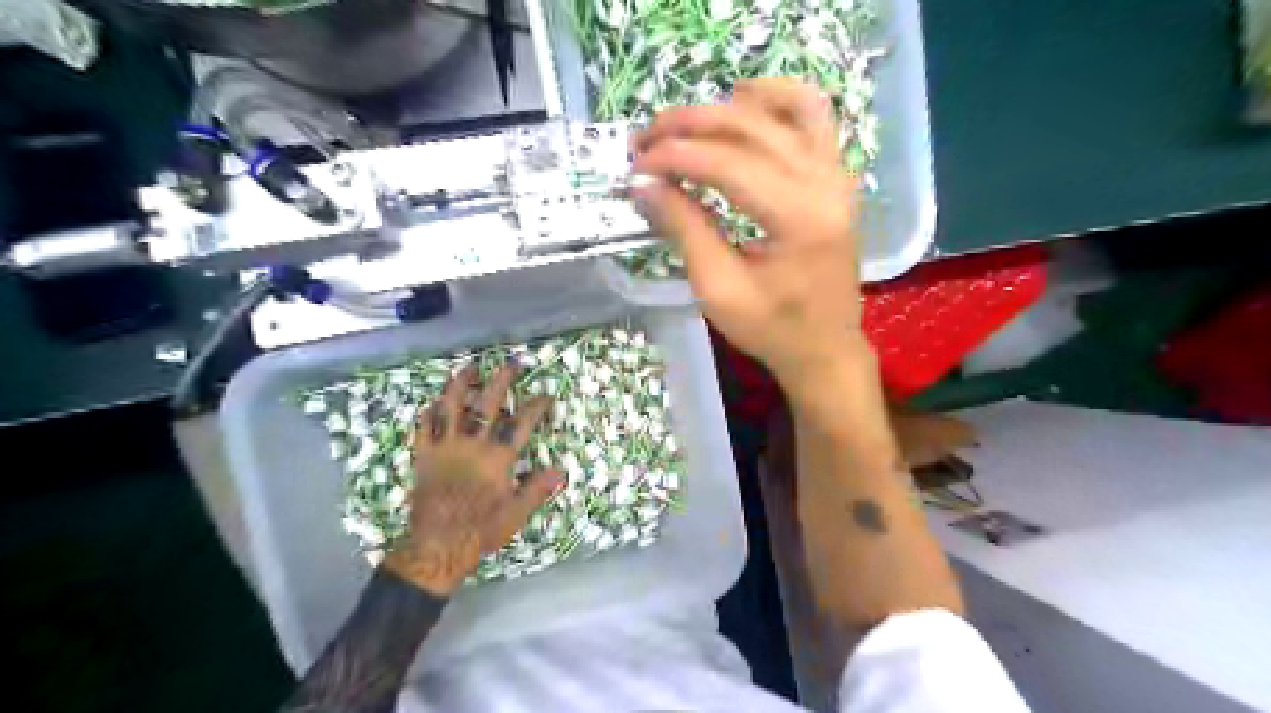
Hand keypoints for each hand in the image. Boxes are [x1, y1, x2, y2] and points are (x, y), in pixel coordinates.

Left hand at [381, 362, 560, 595]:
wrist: (437, 547)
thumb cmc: (480, 530)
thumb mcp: (516, 514)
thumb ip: (537, 489)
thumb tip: (559, 470)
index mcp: (497, 459)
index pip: (521, 424)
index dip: (535, 406)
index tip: (545, 396)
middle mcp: (472, 446)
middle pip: (488, 404)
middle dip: (502, 379)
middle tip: (512, 362)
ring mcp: (445, 448)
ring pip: (451, 407)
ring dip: (461, 383)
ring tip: (470, 367)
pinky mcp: (424, 456)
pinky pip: (424, 427)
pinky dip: (429, 411)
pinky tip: (434, 401)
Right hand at [632, 76, 869, 385]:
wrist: (825, 349)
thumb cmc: (772, 330)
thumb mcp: (718, 289)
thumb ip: (684, 229)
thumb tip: (643, 185)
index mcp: (800, 218)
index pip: (728, 164)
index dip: (675, 156)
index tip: (635, 164)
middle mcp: (827, 183)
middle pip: (752, 127)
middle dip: (690, 125)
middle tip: (645, 138)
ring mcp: (839, 174)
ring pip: (787, 108)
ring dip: (730, 105)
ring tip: (686, 122)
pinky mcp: (837, 177)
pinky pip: (813, 117)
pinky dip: (777, 100)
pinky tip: (744, 104)